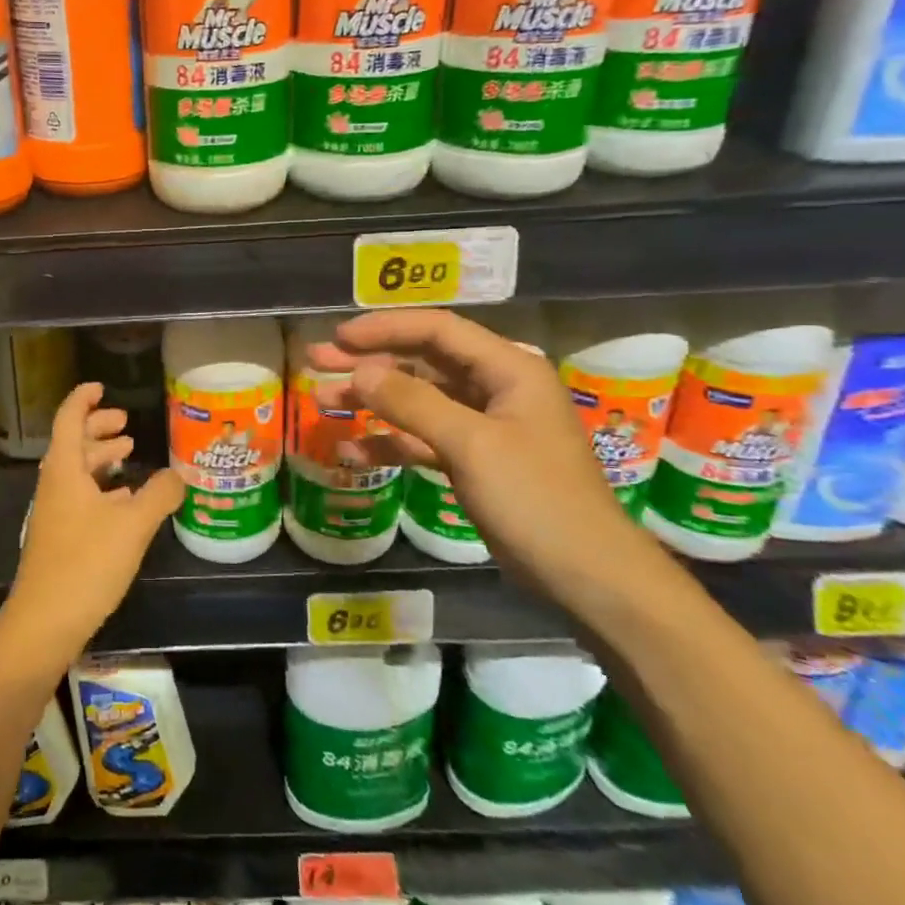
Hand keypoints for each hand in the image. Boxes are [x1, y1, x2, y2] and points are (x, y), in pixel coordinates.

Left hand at [0, 383, 183, 673]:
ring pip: (77, 473)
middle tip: (125, 423)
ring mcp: (55, 514)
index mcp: (64, 470)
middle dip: (98, 429)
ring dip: (100, 459)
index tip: (101, 387)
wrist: (45, 622)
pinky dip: (101, 489)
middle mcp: (55, 486)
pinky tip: (124, 502)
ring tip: (128, 455)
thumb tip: (179, 473)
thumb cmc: (86, 563)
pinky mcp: (60, 539)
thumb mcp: (132, 525)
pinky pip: (80, 498)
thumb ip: (159, 495)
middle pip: (73, 444)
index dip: (83, 400)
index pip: (69, 419)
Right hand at [311, 309, 660, 607]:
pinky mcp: (474, 461)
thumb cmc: (536, 499)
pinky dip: (390, 443)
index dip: (384, 329)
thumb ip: (413, 403)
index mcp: (508, 369)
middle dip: (369, 362)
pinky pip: (423, 440)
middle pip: (422, 362)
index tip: (338, 338)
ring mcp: (484, 427)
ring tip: (325, 403)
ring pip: (417, 401)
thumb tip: (361, 372)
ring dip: (372, 401)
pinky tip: (353, 452)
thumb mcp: (472, 445)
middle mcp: (496, 388)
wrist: (587, 575)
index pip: (438, 330)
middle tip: (317, 362)